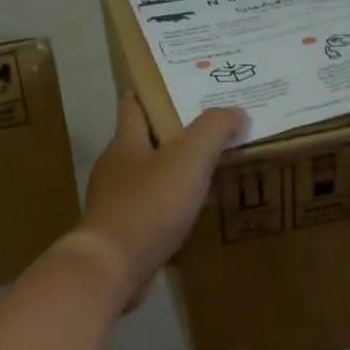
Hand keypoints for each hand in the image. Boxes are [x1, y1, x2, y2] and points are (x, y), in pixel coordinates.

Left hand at [69, 97, 247, 306]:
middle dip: (174, 132)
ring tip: (211, 168)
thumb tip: (237, 112)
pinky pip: (153, 209)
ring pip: (150, 177)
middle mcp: (116, 168)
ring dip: (176, 171)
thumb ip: (214, 130)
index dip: (153, 90)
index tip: (179, 82)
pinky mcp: (123, 233)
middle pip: (145, 140)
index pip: (134, 104)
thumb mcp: (188, 158)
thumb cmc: (148, 204)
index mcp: (125, 142)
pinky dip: (173, 205)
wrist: (112, 267)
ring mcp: (116, 202)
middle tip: (211, 126)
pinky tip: (195, 211)